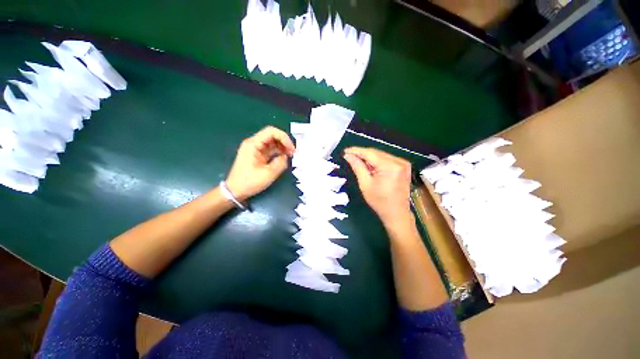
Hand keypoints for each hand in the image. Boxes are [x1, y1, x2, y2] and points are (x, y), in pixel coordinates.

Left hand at [226, 126, 294, 200]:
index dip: (284, 137)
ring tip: (290, 155)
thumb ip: (280, 163)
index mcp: (253, 144)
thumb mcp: (268, 174)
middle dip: (284, 142)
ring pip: (272, 142)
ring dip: (282, 146)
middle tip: (293, 152)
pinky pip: (270, 149)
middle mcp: (254, 143)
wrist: (235, 191)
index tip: (291, 148)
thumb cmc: (249, 182)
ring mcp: (255, 149)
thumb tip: (286, 156)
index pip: (271, 131)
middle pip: (272, 135)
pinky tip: (284, 157)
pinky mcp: (258, 155)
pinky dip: (278, 151)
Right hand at [344, 147, 412, 226]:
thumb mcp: (365, 184)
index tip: (345, 151)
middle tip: (349, 156)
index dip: (356, 151)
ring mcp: (403, 163)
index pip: (370, 153)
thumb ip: (357, 167)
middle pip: (376, 152)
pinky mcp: (404, 166)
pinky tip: (369, 166)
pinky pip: (386, 159)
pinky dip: (376, 161)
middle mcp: (399, 161)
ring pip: (381, 155)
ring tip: (357, 161)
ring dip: (368, 157)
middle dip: (362, 154)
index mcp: (390, 166)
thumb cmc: (379, 201)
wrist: (396, 213)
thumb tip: (348, 155)